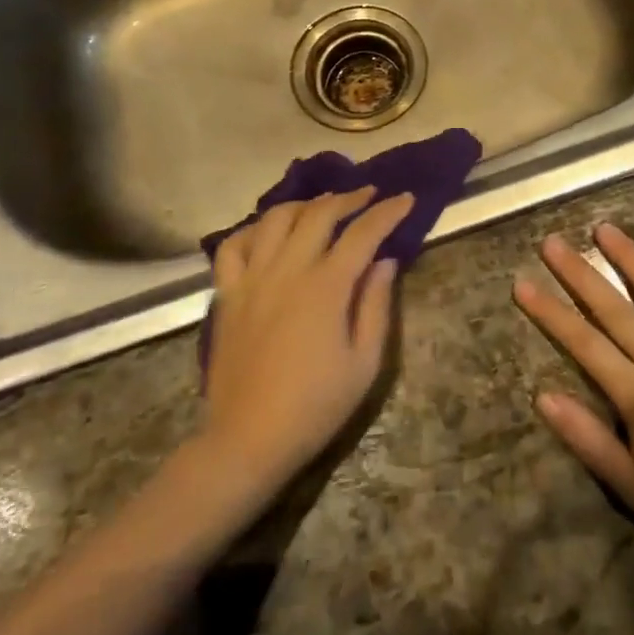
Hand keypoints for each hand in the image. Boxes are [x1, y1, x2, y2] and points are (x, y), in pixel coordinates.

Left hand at [201, 188, 414, 492]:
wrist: (248, 439)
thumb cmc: (315, 406)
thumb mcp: (364, 364)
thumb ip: (376, 306)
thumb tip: (385, 261)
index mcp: (325, 287)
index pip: (362, 233)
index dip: (387, 212)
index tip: (406, 198)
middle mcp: (287, 270)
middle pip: (318, 213)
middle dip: (348, 197)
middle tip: (369, 194)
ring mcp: (252, 278)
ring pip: (275, 218)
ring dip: (304, 204)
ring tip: (323, 205)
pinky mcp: (227, 294)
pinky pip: (233, 246)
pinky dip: (253, 230)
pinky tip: (268, 233)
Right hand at [515, 224, 633, 565]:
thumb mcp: (632, 487)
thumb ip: (587, 438)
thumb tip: (542, 396)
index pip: (584, 344)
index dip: (550, 313)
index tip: (522, 283)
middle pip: (616, 310)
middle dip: (580, 274)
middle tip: (552, 242)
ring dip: (632, 259)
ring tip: (606, 229)